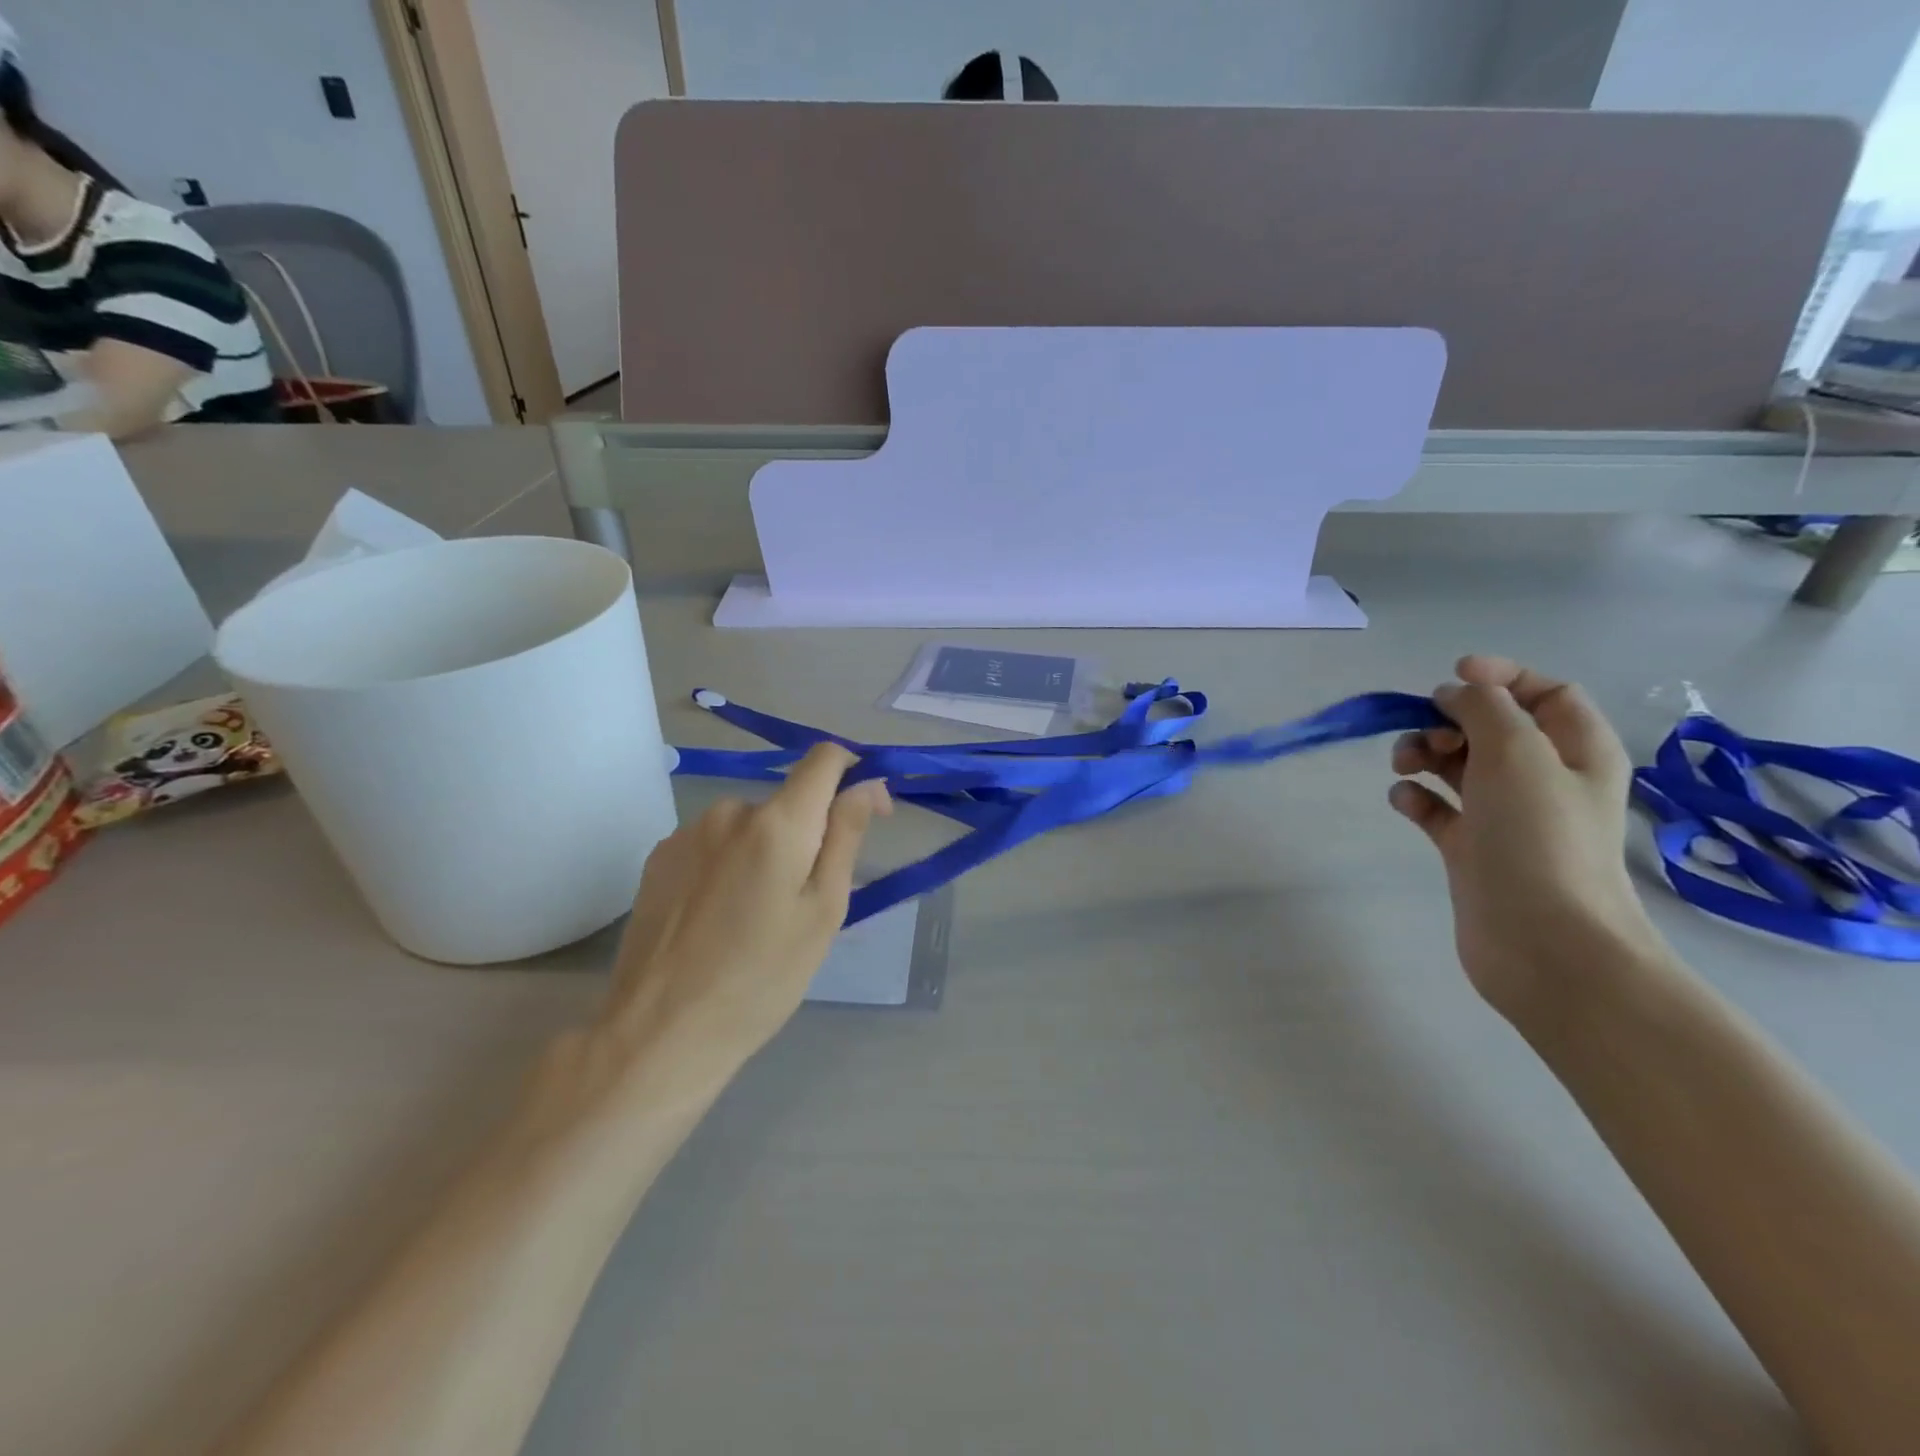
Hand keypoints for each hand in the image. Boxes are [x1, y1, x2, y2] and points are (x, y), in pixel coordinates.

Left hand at [526, 745, 890, 1134]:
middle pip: (787, 801)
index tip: (863, 816)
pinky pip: (713, 843)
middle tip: (803, 904)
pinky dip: (729, 864)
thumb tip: (869, 782)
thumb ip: (847, 835)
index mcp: (777, 821)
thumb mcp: (823, 911)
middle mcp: (729, 810)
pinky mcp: (658, 857)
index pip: (824, 757)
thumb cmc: (761, 978)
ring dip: (765, 852)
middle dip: (806, 835)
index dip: (853, 774)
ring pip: (749, 825)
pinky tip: (717, 916)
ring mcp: (686, 831)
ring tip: (755, 917)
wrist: (658, 1033)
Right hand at [1388, 655, 1670, 1020]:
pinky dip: (1416, 797)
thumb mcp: (1517, 752)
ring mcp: (1504, 816)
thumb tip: (1454, 694)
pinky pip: (1436, 808)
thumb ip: (1484, 708)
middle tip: (1428, 736)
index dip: (1502, 676)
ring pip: (1457, 765)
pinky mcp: (1470, 848)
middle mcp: (1543, 779)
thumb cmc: (1539, 837)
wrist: (1542, 941)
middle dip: (1450, 720)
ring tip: (1404, 766)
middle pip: (1491, 727)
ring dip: (1424, 754)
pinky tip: (1404, 800)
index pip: (1546, 692)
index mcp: (1576, 751)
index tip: (1453, 676)